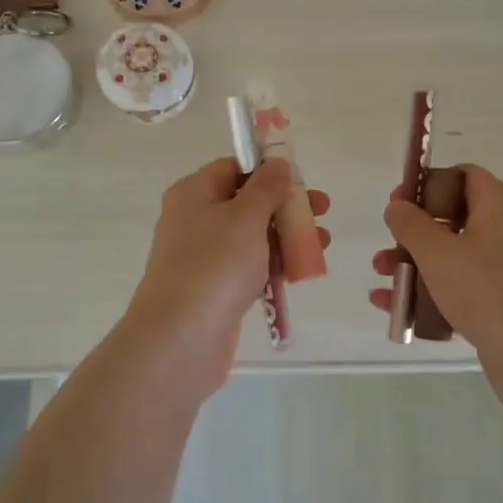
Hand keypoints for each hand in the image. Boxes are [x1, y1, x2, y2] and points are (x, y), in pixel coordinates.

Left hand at [125, 157, 330, 394]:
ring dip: (287, 237)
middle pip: (246, 203)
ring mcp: (204, 257)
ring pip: (252, 237)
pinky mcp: (215, 289)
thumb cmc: (214, 266)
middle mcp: (194, 220)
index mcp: (194, 193)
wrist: (180, 340)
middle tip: (322, 209)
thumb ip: (266, 187)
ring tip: (322, 242)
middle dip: (286, 206)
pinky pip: (249, 268)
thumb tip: (277, 163)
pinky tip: (302, 271)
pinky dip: (274, 265)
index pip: (234, 168)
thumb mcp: (245, 217)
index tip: (301, 179)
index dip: (268, 170)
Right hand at [369, 165, 502, 414]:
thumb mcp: (438, 252)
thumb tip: (398, 205)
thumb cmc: (488, 290)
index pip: (463, 176)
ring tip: (381, 280)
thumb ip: (411, 225)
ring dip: (416, 265)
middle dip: (414, 233)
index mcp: (500, 204)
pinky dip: (432, 293)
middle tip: (386, 247)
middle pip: (454, 218)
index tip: (398, 204)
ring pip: (455, 256)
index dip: (427, 185)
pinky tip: (395, 310)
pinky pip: (462, 288)